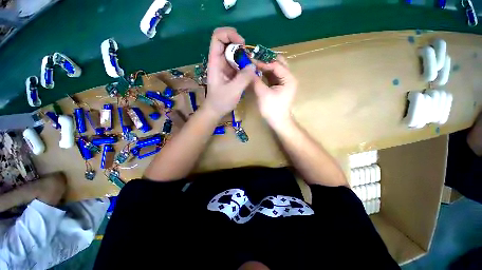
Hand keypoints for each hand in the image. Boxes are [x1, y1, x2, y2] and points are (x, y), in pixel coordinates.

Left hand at [205, 27, 256, 117]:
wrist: (215, 110)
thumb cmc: (221, 101)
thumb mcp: (233, 91)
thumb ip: (244, 78)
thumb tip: (253, 65)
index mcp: (215, 62)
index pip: (218, 37)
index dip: (230, 34)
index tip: (242, 44)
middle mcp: (219, 61)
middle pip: (227, 42)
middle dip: (240, 46)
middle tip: (248, 57)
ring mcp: (225, 67)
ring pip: (234, 53)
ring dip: (244, 57)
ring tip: (250, 67)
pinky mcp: (230, 73)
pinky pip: (238, 63)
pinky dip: (244, 65)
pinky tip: (249, 72)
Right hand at [253, 57, 297, 128]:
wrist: (278, 122)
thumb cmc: (272, 109)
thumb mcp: (263, 94)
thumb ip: (256, 80)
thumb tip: (248, 70)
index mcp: (288, 78)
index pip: (276, 65)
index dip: (263, 63)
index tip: (251, 63)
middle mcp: (289, 78)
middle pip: (279, 64)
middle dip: (267, 62)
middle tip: (254, 61)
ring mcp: (285, 82)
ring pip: (276, 70)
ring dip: (266, 67)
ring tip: (254, 66)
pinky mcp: (280, 87)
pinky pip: (273, 77)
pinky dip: (266, 74)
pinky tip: (258, 74)